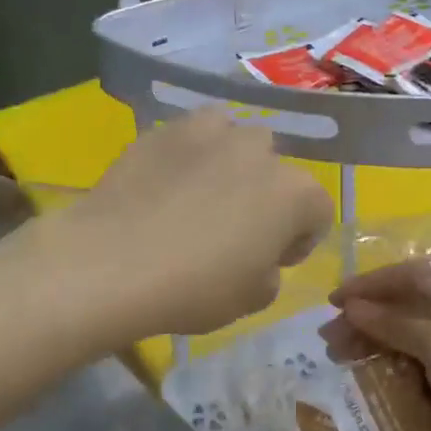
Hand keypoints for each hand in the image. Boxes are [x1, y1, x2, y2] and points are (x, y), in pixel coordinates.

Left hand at [52, 111, 331, 340]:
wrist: (112, 262)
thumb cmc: (195, 288)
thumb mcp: (252, 300)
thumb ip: (270, 271)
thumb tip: (259, 257)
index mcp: (294, 193)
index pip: (318, 211)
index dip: (299, 239)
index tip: (272, 261)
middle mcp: (258, 150)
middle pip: (276, 169)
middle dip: (264, 195)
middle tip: (234, 229)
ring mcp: (207, 133)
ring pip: (233, 139)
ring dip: (228, 163)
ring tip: (199, 195)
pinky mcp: (161, 130)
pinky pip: (188, 138)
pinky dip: (186, 156)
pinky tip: (162, 186)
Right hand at [324, 263, 430, 430]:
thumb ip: (391, 322)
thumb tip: (350, 307)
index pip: (409, 274)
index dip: (367, 287)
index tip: (332, 302)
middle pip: (407, 303)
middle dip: (367, 319)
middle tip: (330, 338)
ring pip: (412, 332)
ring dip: (377, 342)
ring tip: (340, 357)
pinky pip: (423, 356)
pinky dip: (397, 361)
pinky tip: (370, 372)